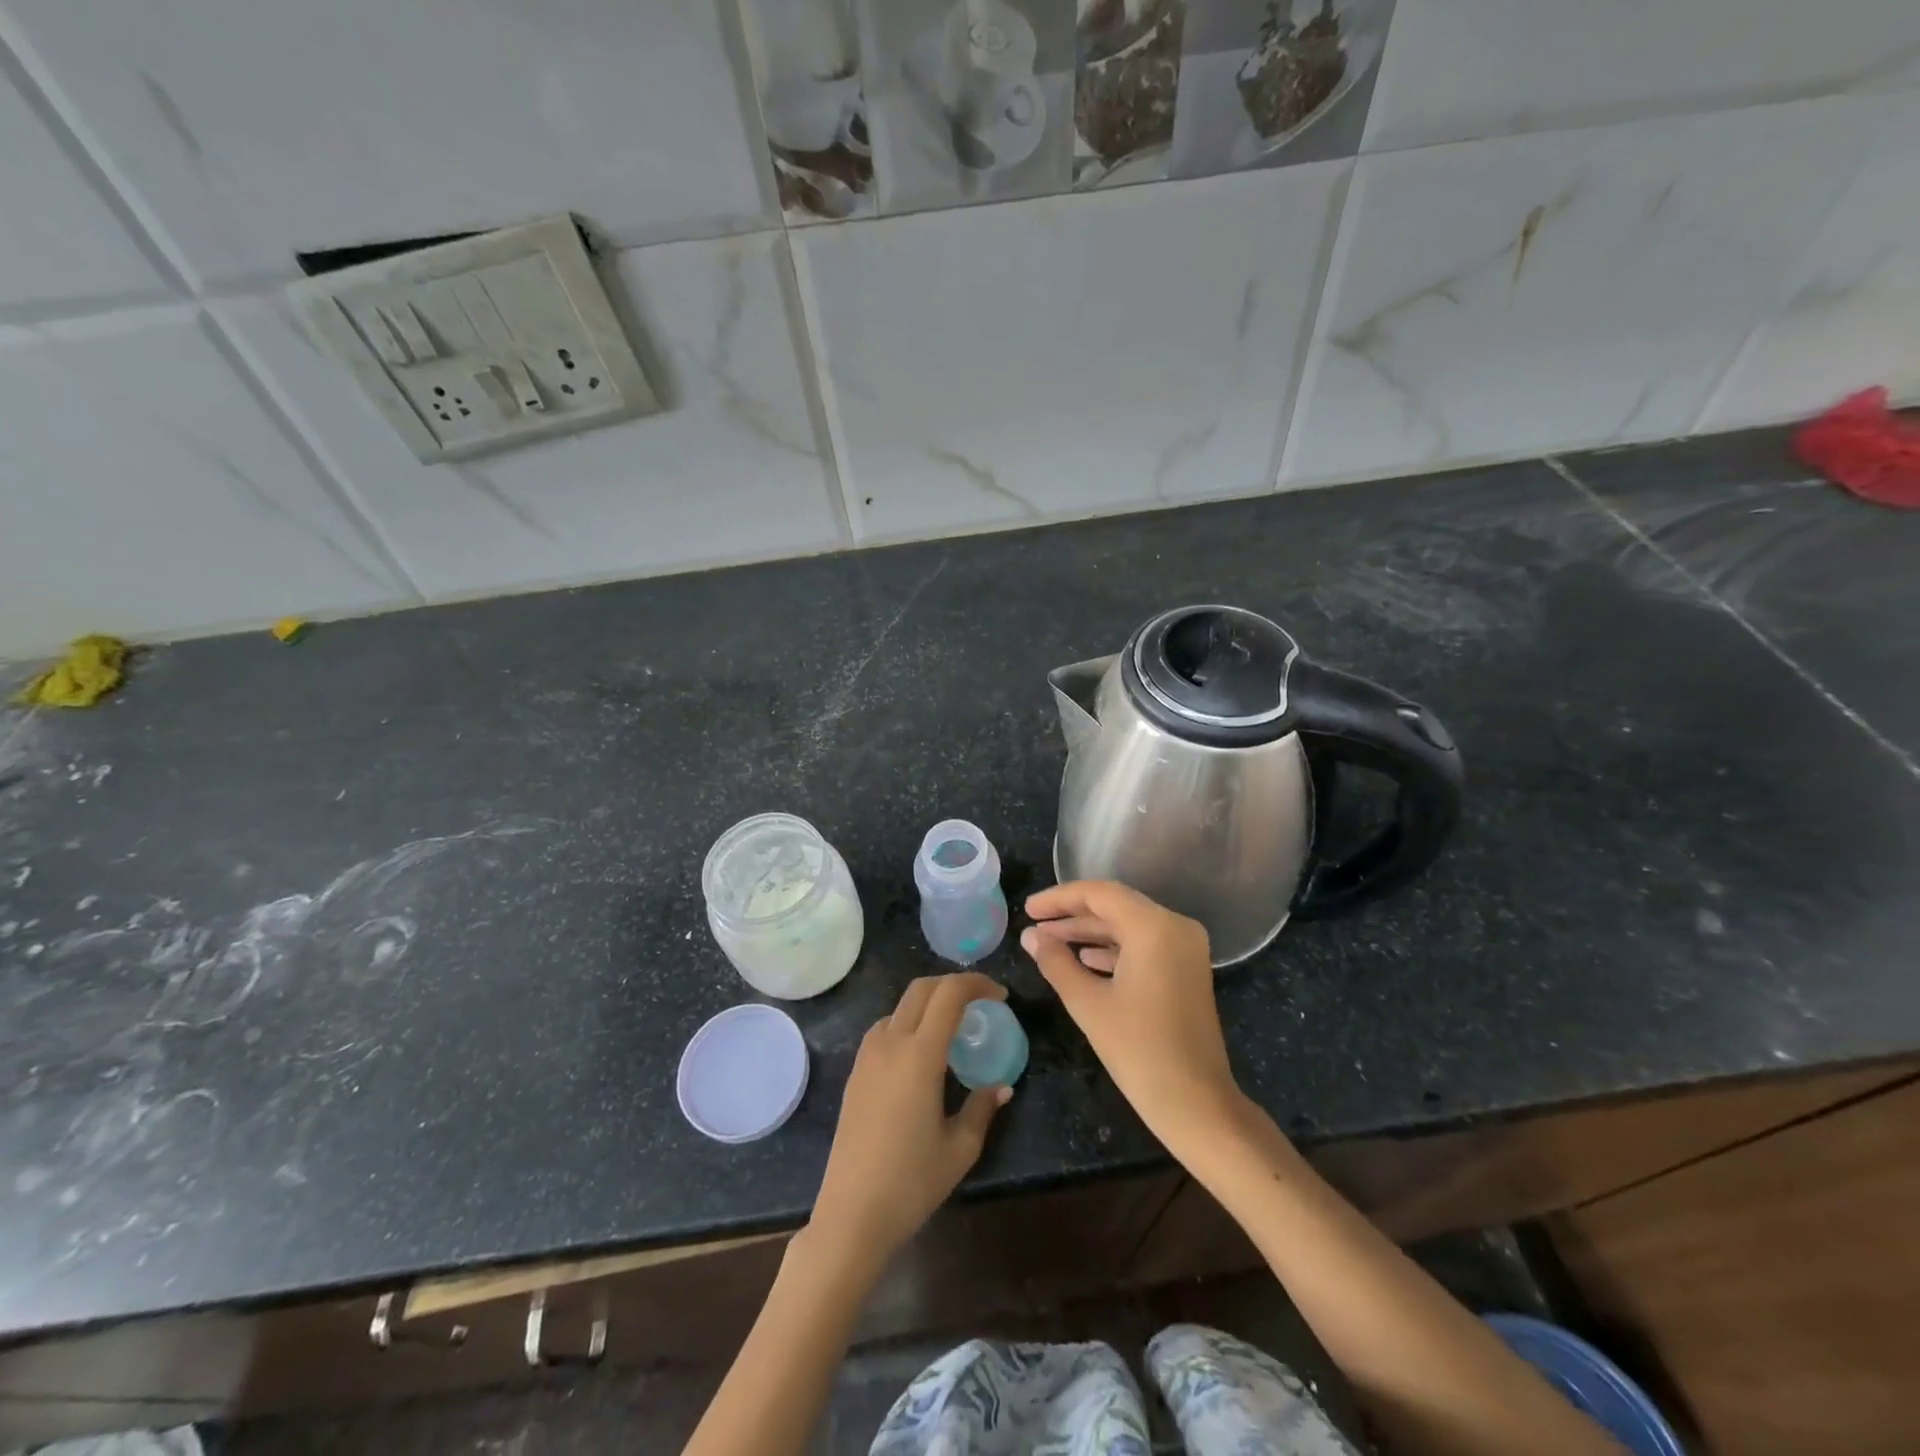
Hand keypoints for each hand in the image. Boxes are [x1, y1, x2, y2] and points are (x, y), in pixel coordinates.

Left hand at [807, 973, 1011, 1271]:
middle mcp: (890, 1044)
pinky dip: (908, 1022)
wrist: (851, 1214)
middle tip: (981, 1002)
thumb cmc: (911, 1182)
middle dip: (954, 984)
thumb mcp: (960, 1148)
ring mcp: (867, 1057)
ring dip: (929, 1002)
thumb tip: (1002, 1087)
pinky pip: (884, 1028)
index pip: (949, 994)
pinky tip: (921, 1053)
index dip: (977, 984)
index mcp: (919, 1055)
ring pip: (900, 1006)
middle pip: (922, 989)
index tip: (1001, 997)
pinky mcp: (855, 1073)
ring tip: (953, 1027)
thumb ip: (982, 1108)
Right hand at [1020, 881, 1241, 1153]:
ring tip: (1050, 943)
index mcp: (1154, 927)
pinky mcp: (1187, 969)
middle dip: (1072, 915)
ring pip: (1129, 925)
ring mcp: (1186, 948)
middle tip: (1034, 925)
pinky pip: (1144, 944)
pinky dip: (1113, 948)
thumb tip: (1030, 936)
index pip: (1099, 894)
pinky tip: (1085, 960)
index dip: (1059, 899)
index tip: (1028, 910)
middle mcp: (1175, 926)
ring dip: (1090, 932)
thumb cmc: (1139, 1051)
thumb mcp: (1088, 1003)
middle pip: (1116, 906)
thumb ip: (1056, 962)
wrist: (1196, 1103)